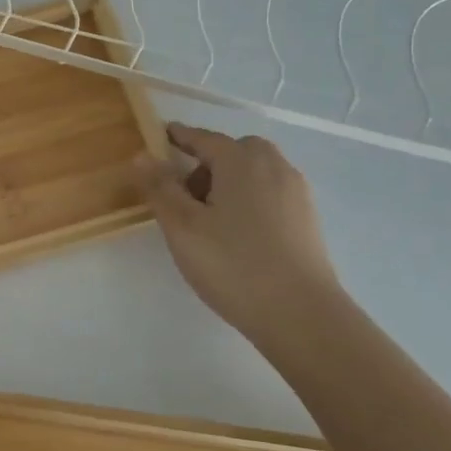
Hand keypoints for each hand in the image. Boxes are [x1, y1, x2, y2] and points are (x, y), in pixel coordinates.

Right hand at [133, 123, 341, 342]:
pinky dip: (249, 199)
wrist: (300, 314)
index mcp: (242, 161)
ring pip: (255, 173)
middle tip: (184, 193)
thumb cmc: (232, 264)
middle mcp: (274, 167)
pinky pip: (270, 193)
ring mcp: (296, 193)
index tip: (161, 135)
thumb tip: (142, 156)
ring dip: (229, 181)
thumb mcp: (182, 226)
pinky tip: (237, 234)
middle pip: (234, 151)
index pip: (204, 138)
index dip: (179, 137)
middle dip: (207, 162)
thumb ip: (160, 188)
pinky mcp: (307, 219)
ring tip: (208, 219)